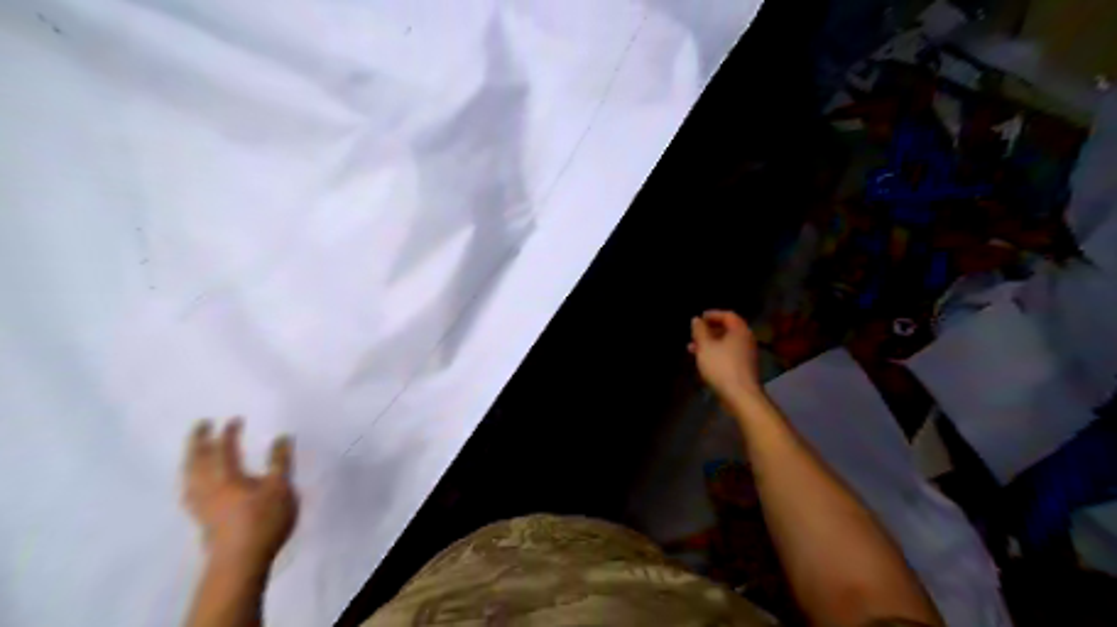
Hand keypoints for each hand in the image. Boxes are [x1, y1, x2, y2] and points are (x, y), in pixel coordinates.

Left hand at [185, 419, 300, 575]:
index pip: (224, 449)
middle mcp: (207, 487)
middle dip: (198, 441)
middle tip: (200, 425)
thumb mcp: (281, 487)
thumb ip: (280, 461)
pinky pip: (189, 490)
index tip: (233, 419)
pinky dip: (191, 479)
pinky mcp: (200, 520)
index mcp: (226, 477)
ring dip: (190, 459)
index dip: (228, 433)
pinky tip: (195, 484)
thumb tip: (281, 436)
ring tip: (193, 451)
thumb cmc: (263, 519)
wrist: (240, 561)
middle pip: (196, 460)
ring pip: (188, 477)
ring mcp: (200, 505)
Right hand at [691, 311, 769, 402]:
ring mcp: (747, 355)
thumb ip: (699, 331)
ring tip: (692, 350)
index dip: (712, 314)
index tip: (699, 318)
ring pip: (726, 344)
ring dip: (710, 344)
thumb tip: (696, 320)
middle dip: (709, 331)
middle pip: (728, 330)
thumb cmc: (721, 366)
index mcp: (740, 330)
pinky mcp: (744, 368)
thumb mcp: (705, 346)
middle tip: (694, 335)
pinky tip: (704, 362)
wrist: (741, 396)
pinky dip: (716, 354)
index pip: (728, 315)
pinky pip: (729, 355)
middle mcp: (746, 340)